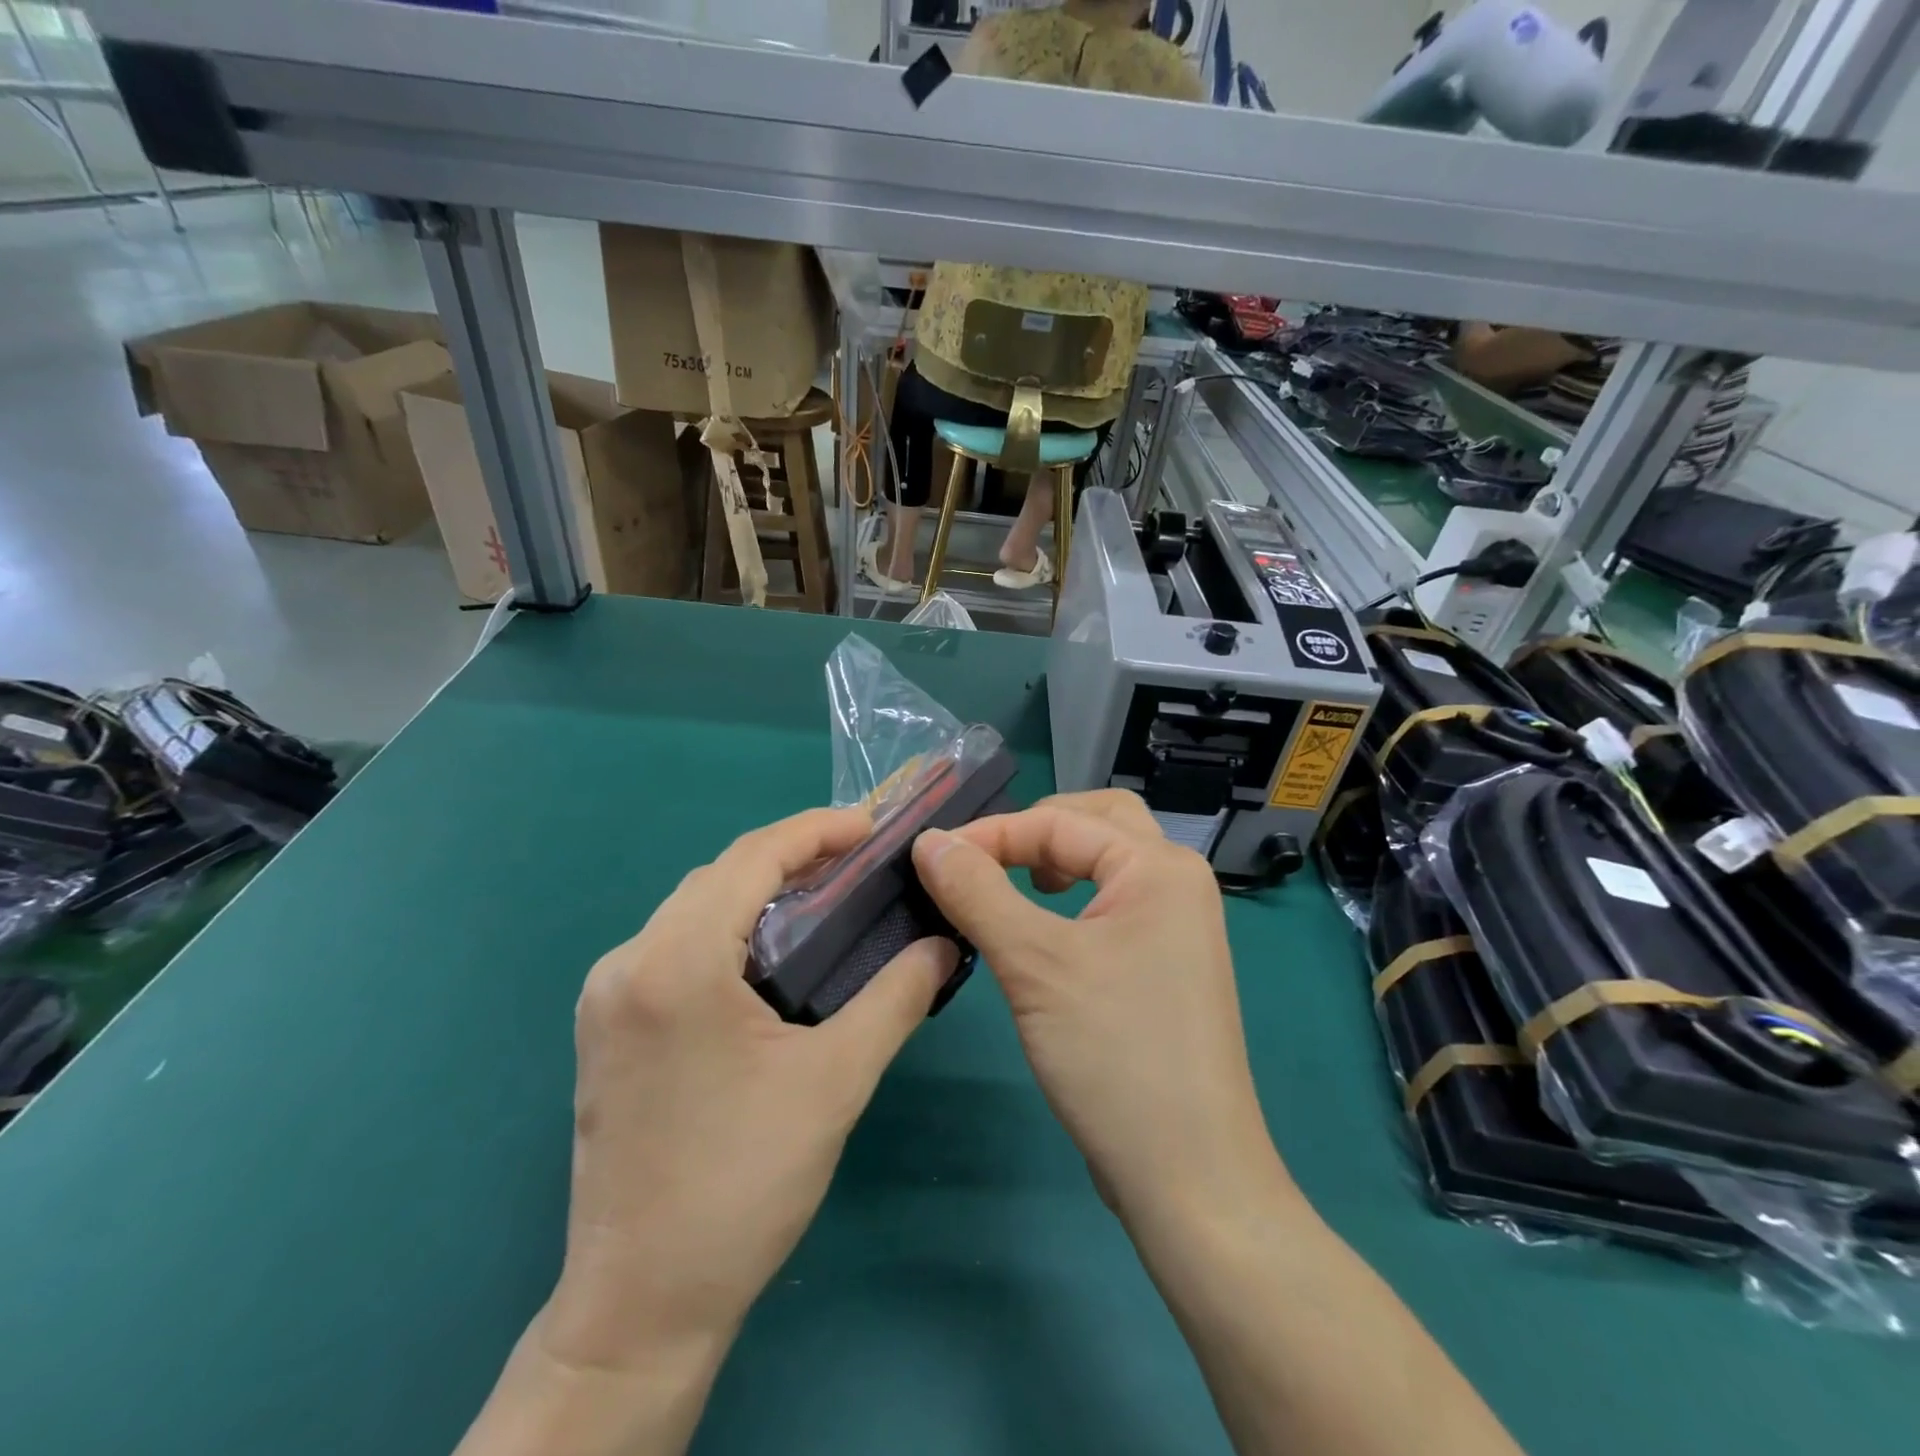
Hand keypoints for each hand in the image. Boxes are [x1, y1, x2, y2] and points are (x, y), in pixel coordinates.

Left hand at [545, 806, 956, 1372]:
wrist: (641, 1305)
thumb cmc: (743, 1183)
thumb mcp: (836, 1080)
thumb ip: (896, 997)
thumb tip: (943, 945)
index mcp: (675, 962)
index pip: (750, 857)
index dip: (815, 830)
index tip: (871, 829)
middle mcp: (626, 962)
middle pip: (717, 876)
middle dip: (790, 858)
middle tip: (858, 866)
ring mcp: (605, 996)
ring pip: (692, 909)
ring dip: (756, 894)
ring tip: (824, 902)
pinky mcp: (605, 1028)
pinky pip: (672, 946)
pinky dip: (726, 931)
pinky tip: (768, 957)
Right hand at [911, 791, 1290, 1227]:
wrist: (1189, 1176)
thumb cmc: (1114, 1054)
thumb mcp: (1033, 964)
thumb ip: (977, 891)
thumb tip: (929, 841)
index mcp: (1159, 866)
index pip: (1061, 821)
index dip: (991, 832)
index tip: (931, 856)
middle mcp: (1176, 882)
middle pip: (1097, 822)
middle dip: (1036, 829)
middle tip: (983, 856)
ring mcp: (1176, 926)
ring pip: (1107, 862)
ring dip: (1055, 859)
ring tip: (1010, 881)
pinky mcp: (1165, 965)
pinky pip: (1111, 903)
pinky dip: (1071, 897)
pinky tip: (1041, 928)